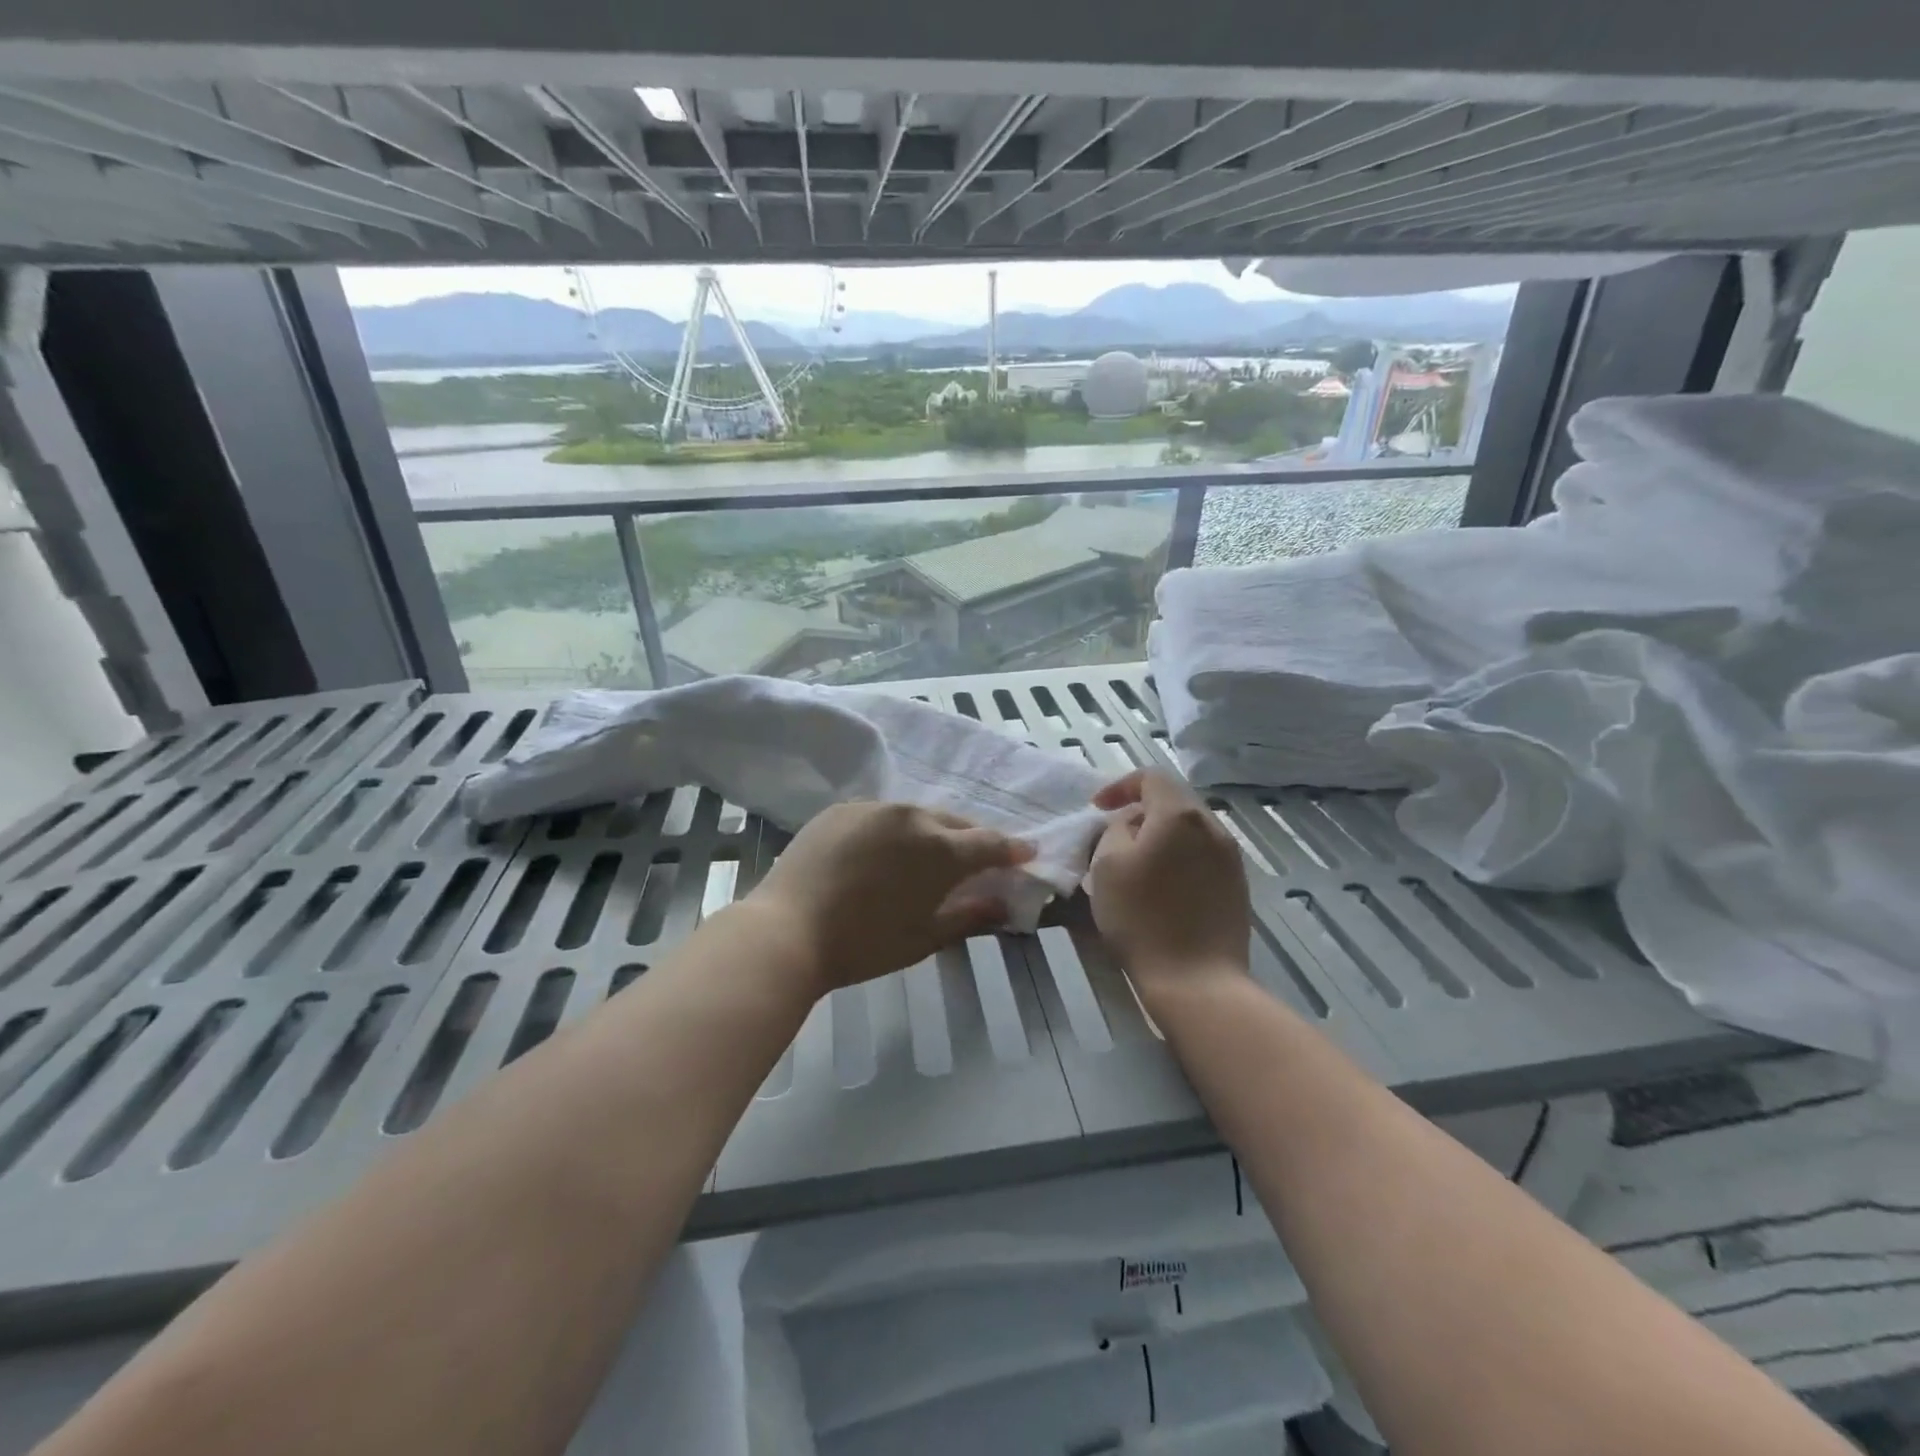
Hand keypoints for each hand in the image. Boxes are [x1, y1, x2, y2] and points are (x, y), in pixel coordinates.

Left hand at [745, 802, 1033, 995]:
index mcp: (940, 850)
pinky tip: (884, 852)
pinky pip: (880, 816)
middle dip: (972, 839)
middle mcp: (912, 816)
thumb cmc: (863, 945)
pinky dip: (893, 830)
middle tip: (979, 858)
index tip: (1026, 853)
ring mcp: (874, 808)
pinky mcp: (842, 809)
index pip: (989, 843)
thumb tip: (1003, 905)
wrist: (786, 931)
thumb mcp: (924, 938)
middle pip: (954, 823)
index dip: (1012, 850)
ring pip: (916, 815)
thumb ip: (969, 916)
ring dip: (931, 832)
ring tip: (929, 854)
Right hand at [1086, 770, 1251, 1008]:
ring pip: (1189, 829)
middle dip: (1140, 810)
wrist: (1197, 981)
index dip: (1119, 786)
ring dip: (1160, 835)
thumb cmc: (1142, 918)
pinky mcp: (1237, 885)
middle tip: (1113, 835)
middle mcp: (1212, 826)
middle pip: (1173, 800)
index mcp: (1179, 815)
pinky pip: (1202, 854)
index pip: (1151, 777)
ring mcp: (1230, 857)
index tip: (1096, 809)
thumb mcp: (1107, 865)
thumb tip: (1132, 824)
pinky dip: (1178, 856)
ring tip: (1136, 862)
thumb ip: (1115, 829)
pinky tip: (1162, 887)